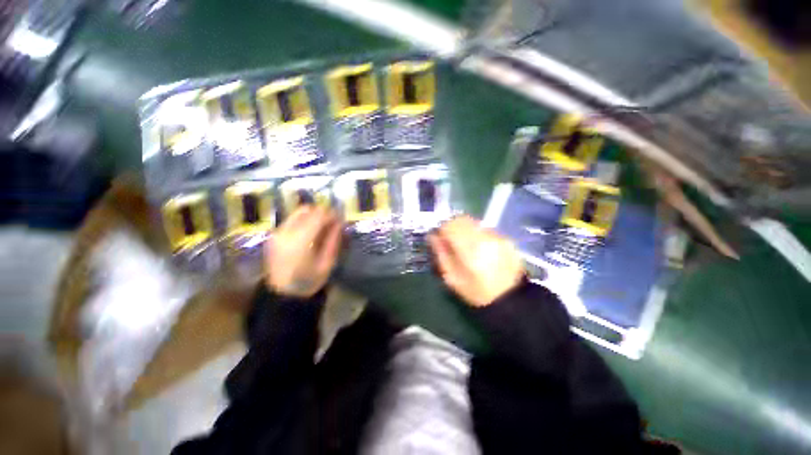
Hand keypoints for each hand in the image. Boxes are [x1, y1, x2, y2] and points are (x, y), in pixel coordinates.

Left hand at [265, 206, 342, 297]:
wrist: (283, 294)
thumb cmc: (309, 281)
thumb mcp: (327, 262)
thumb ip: (333, 240)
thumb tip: (339, 223)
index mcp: (300, 240)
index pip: (318, 216)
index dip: (332, 214)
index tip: (340, 219)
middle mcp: (286, 232)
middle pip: (307, 210)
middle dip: (322, 212)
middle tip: (332, 222)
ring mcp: (277, 233)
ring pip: (298, 213)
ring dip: (313, 215)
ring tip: (322, 226)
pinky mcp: (274, 235)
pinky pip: (292, 220)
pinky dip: (304, 220)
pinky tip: (311, 231)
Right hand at [429, 216, 523, 306]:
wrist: (509, 299)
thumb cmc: (475, 291)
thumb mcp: (452, 277)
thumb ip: (441, 254)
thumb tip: (432, 236)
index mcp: (469, 248)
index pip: (450, 225)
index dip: (442, 229)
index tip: (440, 238)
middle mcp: (484, 238)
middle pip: (462, 219)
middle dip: (453, 226)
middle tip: (451, 239)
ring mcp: (497, 237)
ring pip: (474, 222)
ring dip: (466, 229)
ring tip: (466, 245)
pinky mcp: (506, 239)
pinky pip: (486, 229)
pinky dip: (478, 234)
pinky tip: (481, 248)